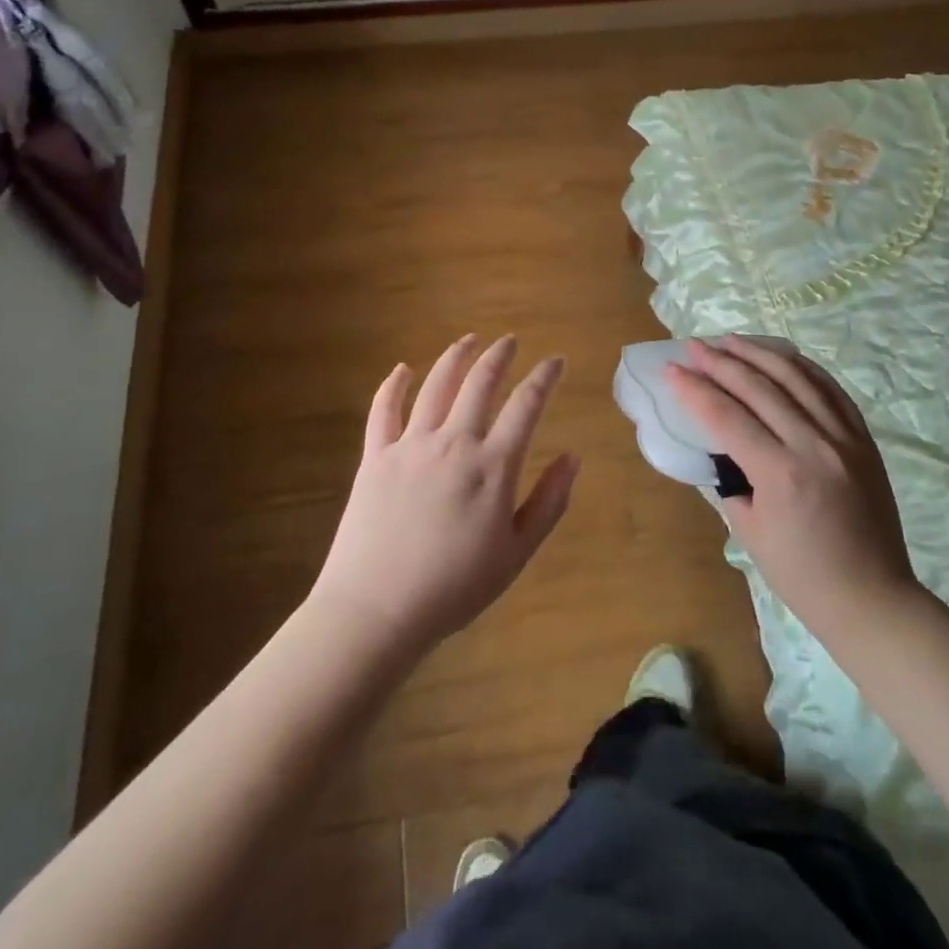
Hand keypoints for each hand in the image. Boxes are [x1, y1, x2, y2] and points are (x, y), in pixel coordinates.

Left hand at [312, 334, 577, 654]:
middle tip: (510, 340)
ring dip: (455, 357)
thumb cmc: (455, 588)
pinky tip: (403, 369)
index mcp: (493, 466)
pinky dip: (394, 384)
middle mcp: (454, 442)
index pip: (526, 406)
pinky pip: (384, 409)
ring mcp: (411, 445)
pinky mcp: (376, 456)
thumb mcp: (517, 553)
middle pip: (480, 383)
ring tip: (469, 340)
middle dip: (499, 356)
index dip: (544, 378)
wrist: (377, 609)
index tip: (555, 361)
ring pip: (436, 385)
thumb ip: (548, 502)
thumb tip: (572, 457)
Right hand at [666, 337, 915, 638]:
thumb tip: (720, 445)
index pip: (727, 416)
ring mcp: (845, 438)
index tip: (671, 369)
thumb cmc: (801, 575)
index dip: (695, 389)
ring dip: (759, 353)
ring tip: (731, 340)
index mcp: (781, 474)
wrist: (871, 599)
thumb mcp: (748, 532)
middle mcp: (814, 445)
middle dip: (720, 361)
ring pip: (797, 378)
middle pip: (759, 387)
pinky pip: (831, 390)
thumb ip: (731, 479)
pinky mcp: (864, 440)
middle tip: (693, 346)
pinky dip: (803, 368)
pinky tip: (782, 357)